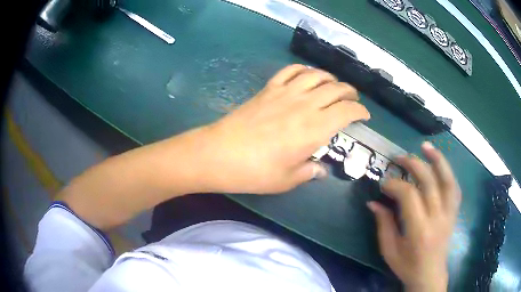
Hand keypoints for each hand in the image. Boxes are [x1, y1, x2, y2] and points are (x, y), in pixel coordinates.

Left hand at [198, 64, 369, 193]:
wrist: (219, 154)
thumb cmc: (255, 171)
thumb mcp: (287, 179)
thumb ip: (309, 172)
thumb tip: (320, 170)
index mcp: (315, 129)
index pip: (347, 111)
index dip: (360, 111)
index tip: (364, 115)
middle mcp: (305, 105)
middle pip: (336, 89)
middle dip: (350, 92)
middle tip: (352, 100)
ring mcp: (285, 93)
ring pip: (316, 75)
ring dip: (330, 78)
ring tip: (334, 85)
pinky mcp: (268, 89)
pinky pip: (290, 71)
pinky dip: (303, 70)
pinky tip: (307, 75)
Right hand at [368, 142, 460, 291]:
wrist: (430, 275)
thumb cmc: (407, 266)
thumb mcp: (389, 250)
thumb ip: (383, 224)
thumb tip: (374, 202)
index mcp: (419, 230)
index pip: (409, 196)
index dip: (395, 185)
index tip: (383, 184)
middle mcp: (437, 218)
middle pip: (429, 182)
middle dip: (413, 165)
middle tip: (399, 158)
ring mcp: (449, 213)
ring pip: (447, 180)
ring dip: (437, 160)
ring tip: (425, 146)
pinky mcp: (454, 213)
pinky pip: (454, 188)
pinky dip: (448, 172)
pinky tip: (440, 164)